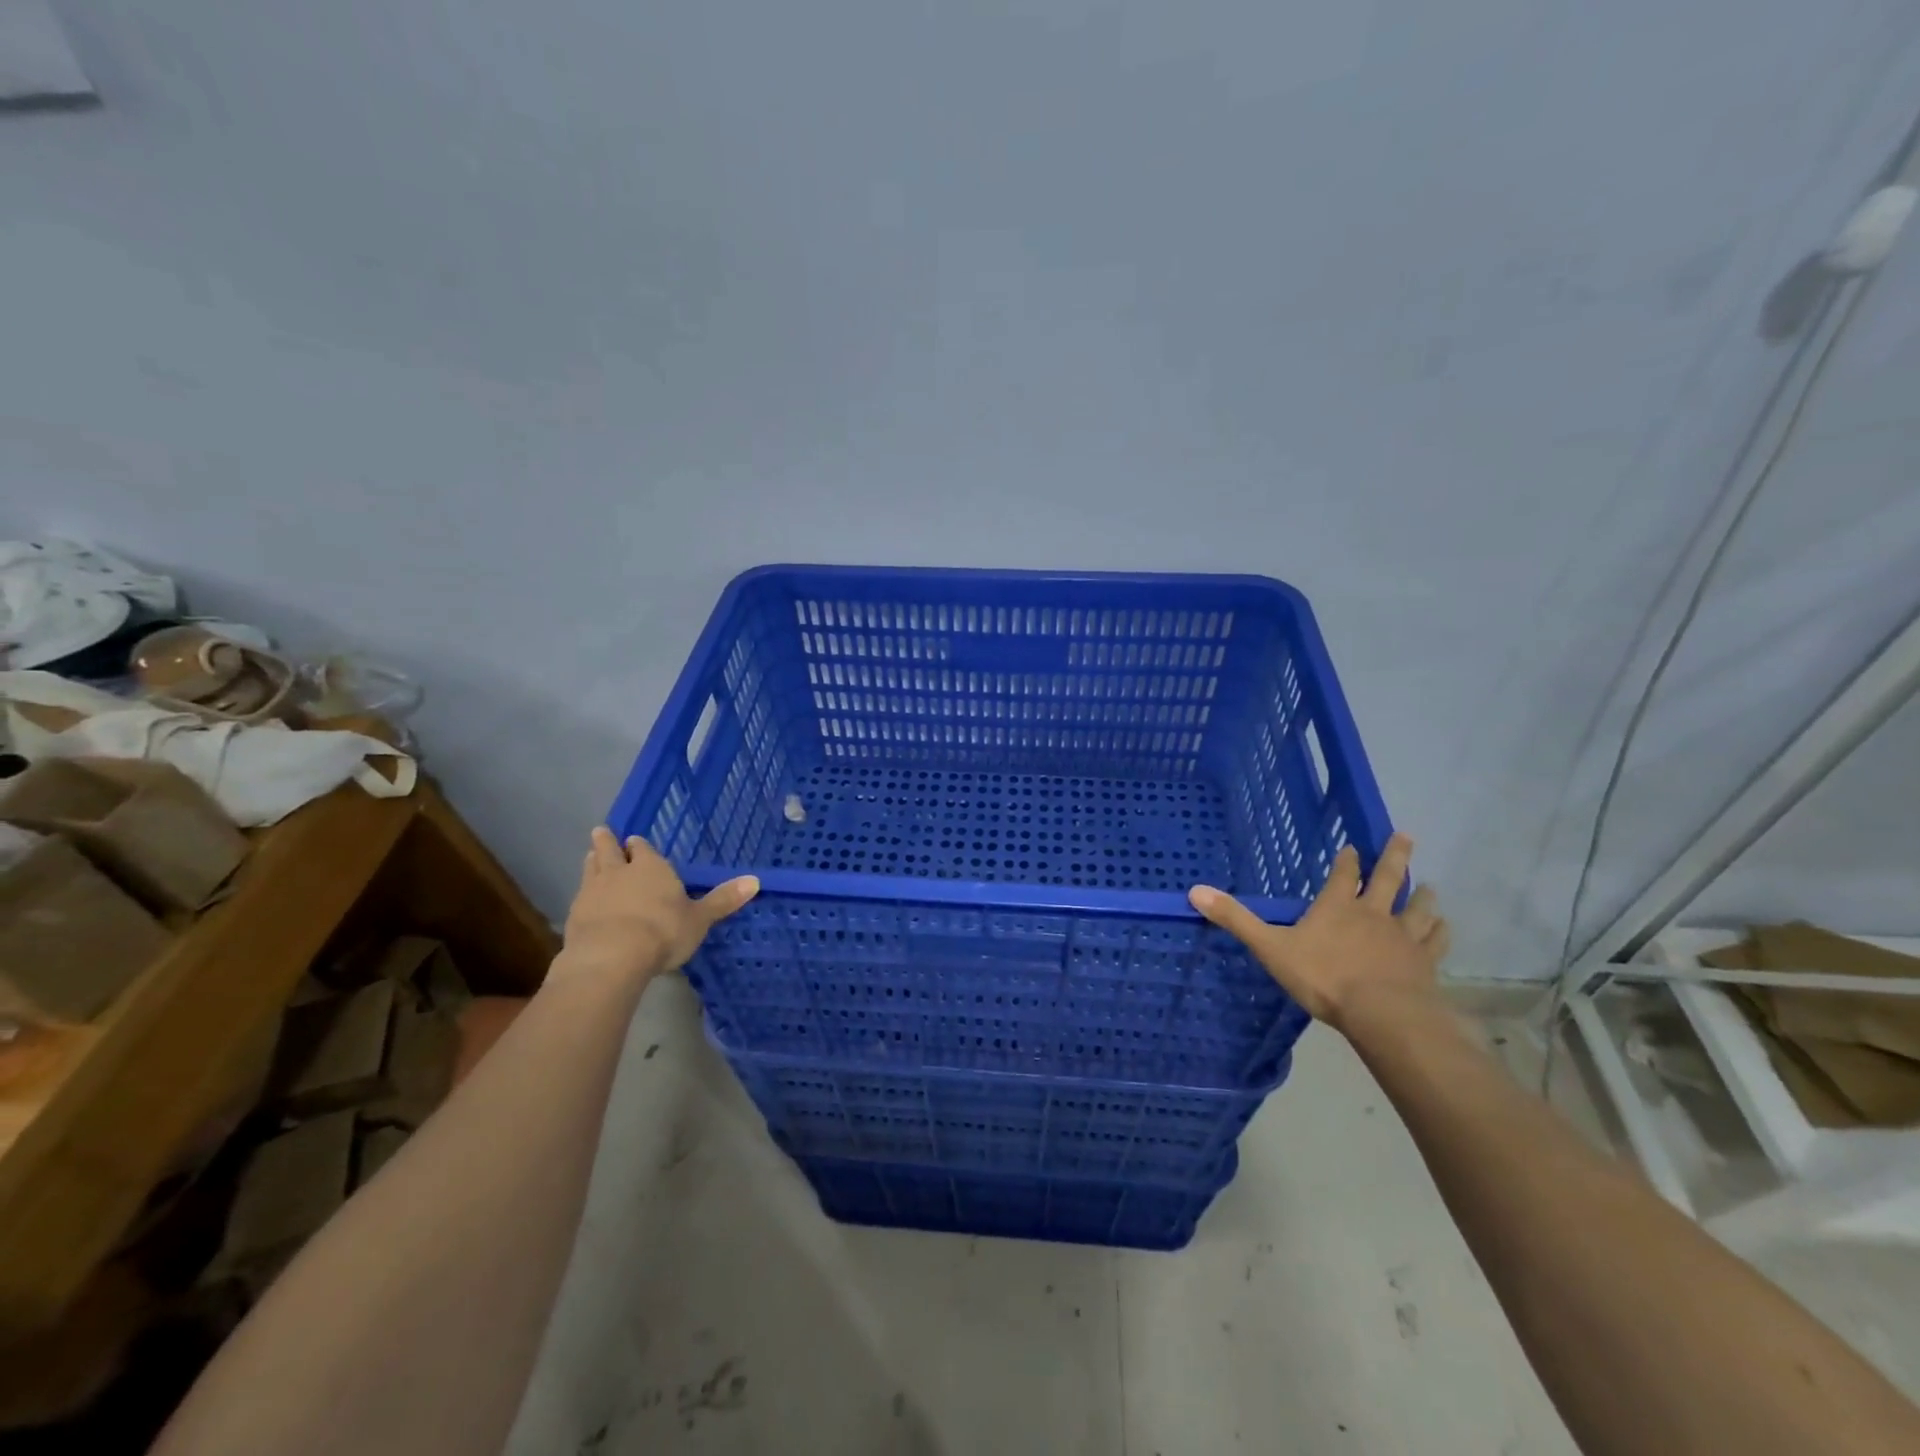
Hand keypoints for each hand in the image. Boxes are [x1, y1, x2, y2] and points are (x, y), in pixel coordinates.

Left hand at [558, 827, 758, 986]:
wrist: (611, 957)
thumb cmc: (663, 932)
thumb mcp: (700, 919)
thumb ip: (723, 900)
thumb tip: (756, 880)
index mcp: (651, 867)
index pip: (642, 848)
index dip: (639, 845)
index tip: (635, 842)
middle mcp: (619, 872)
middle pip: (610, 850)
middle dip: (607, 842)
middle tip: (601, 832)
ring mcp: (593, 892)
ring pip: (591, 868)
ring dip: (592, 861)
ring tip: (591, 856)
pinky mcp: (574, 915)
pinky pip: (579, 895)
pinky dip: (583, 893)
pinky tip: (584, 900)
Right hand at [1188, 832, 1448, 1031]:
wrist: (1382, 1014)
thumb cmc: (1323, 977)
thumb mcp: (1270, 947)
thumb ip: (1236, 920)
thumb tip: (1195, 891)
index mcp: (1336, 908)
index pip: (1342, 875)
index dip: (1347, 860)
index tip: (1353, 847)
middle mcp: (1373, 914)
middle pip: (1387, 879)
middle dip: (1394, 857)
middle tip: (1406, 836)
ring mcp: (1403, 938)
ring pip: (1417, 909)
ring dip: (1422, 895)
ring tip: (1430, 886)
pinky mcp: (1424, 963)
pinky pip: (1435, 942)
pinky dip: (1440, 932)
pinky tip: (1445, 927)